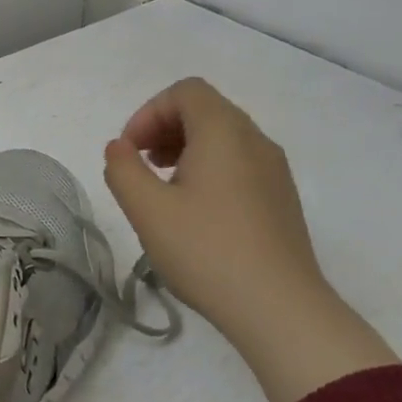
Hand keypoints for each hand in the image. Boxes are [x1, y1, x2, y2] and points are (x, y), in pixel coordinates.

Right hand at [103, 78, 396, 401]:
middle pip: (206, 109)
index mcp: (224, 132)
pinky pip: (240, 163)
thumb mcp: (147, 209)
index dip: (149, 112)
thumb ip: (122, 169)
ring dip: (185, 148)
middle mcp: (256, 141)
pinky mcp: (282, 200)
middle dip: (164, 128)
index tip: (129, 150)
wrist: (281, 310)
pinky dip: (209, 168)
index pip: (186, 92)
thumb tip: (120, 148)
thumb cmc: (207, 251)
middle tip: (139, 165)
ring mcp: (275, 171)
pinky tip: (194, 211)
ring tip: (162, 188)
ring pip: (224, 137)